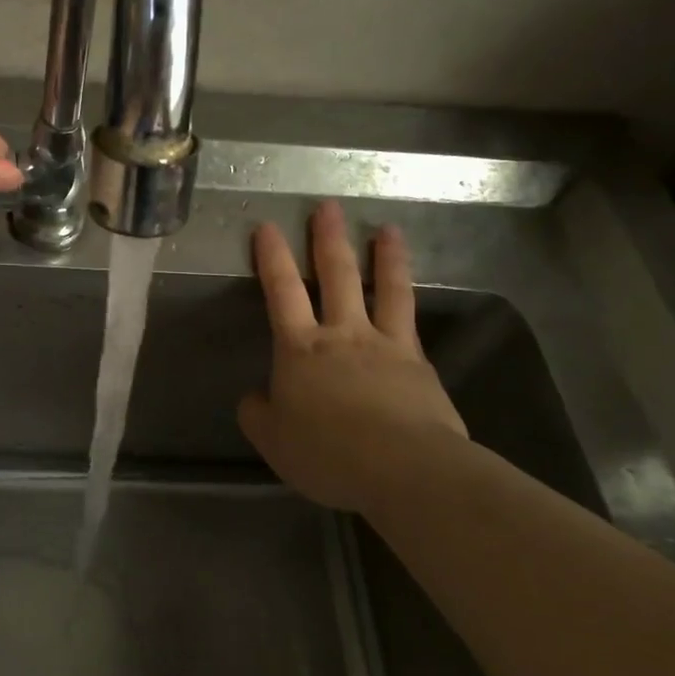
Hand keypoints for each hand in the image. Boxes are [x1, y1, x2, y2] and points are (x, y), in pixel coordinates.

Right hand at [238, 202, 465, 512]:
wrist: (404, 468)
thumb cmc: (328, 453)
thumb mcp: (274, 440)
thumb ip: (259, 414)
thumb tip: (256, 397)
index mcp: (300, 349)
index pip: (282, 292)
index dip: (272, 258)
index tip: (267, 226)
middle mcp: (343, 335)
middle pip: (336, 276)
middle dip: (328, 239)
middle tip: (327, 207)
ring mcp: (386, 345)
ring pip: (385, 289)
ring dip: (385, 256)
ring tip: (388, 229)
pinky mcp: (419, 364)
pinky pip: (411, 322)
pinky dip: (408, 303)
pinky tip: (409, 295)